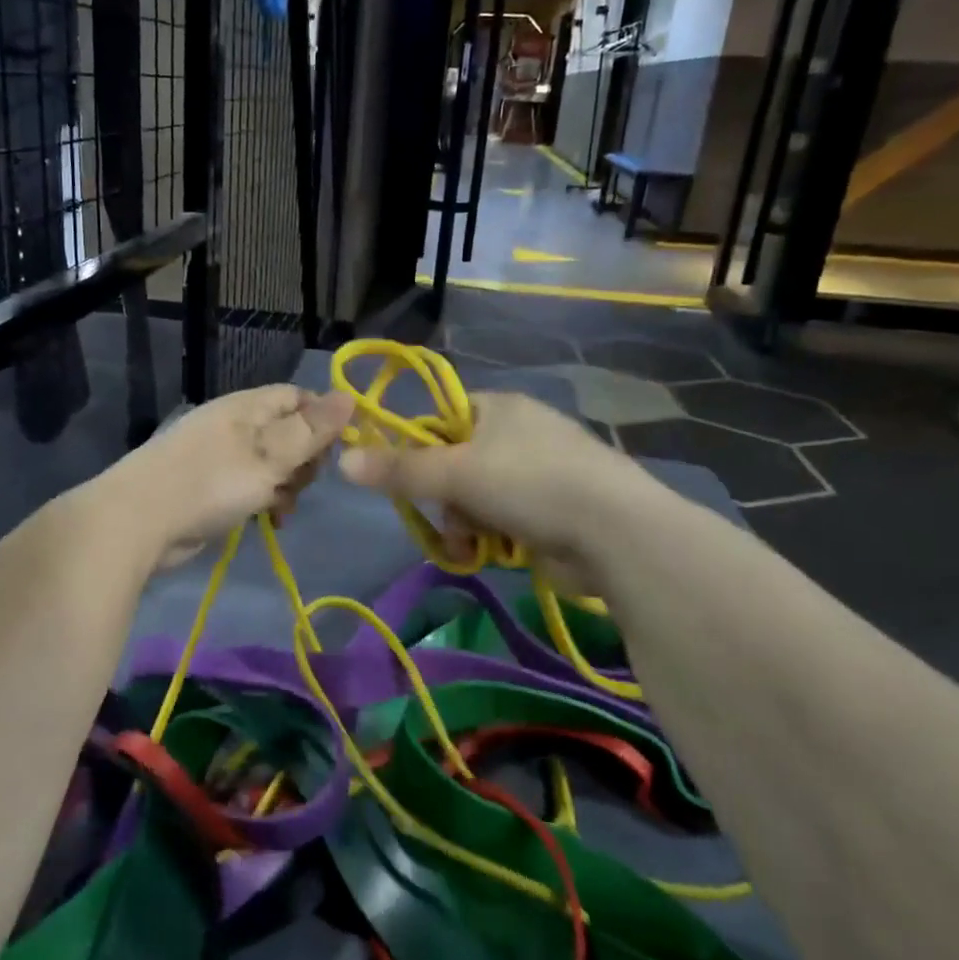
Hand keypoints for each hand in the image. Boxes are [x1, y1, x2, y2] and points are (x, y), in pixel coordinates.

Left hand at [108, 385, 355, 569]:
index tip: (338, 450)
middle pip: (290, 432)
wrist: (138, 522)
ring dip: (286, 486)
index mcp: (248, 407)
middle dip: (305, 460)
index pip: (298, 398)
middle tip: (300, 483)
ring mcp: (222, 456)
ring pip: (274, 464)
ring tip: (281, 507)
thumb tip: (349, 395)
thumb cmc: (209, 482)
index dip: (324, 419)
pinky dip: (264, 500)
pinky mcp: (212, 486)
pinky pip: (252, 486)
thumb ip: (310, 430)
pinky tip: (269, 520)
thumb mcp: (269, 456)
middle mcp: (237, 425)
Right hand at [336, 390, 644, 588]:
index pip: (441, 418)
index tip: (406, 477)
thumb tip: (342, 460)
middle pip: (455, 463)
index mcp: (499, 407)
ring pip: (476, 496)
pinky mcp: (555, 509)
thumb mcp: (455, 473)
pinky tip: (493, 552)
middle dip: (444, 497)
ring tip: (470, 542)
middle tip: (444, 516)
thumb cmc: (530, 484)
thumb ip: (398, 469)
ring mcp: (542, 471)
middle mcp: (520, 432)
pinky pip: (504, 519)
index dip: (419, 447)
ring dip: (465, 522)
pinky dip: (493, 536)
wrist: (616, 532)